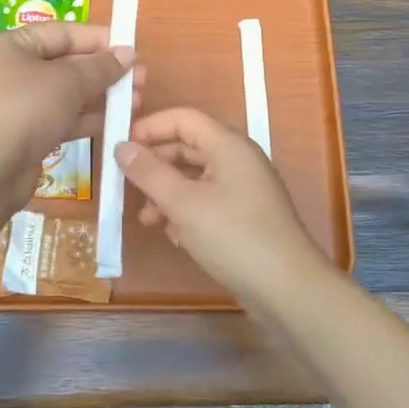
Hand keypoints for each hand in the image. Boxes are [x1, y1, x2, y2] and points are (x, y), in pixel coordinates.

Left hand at [0, 23, 141, 218]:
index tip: (132, 49)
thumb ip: (101, 66)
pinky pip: (61, 119)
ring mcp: (17, 105)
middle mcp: (12, 71)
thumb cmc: (25, 109)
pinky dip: (86, 119)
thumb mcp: (68, 81)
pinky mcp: (24, 135)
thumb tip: (128, 54)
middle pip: (66, 64)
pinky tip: (114, 123)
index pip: (62, 33)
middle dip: (104, 71)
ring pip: (66, 94)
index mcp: (12, 46)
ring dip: (100, 97)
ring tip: (136, 102)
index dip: (99, 39)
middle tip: (141, 80)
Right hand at [117, 107, 328, 303]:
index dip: (150, 127)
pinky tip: (174, 236)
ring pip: (195, 178)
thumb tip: (121, 147)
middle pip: (188, 147)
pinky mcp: (244, 216)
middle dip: (155, 165)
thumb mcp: (184, 203)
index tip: (121, 148)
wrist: (287, 288)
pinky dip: (186, 211)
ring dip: (167, 193)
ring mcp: (243, 189)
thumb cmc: (234, 236)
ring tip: (147, 219)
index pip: (183, 118)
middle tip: (126, 185)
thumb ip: (149, 173)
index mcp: (228, 145)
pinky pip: (207, 201)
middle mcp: (238, 160)